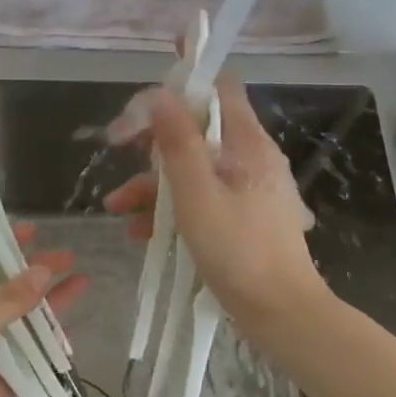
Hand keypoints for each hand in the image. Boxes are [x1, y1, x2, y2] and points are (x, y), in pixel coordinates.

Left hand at [0, 224, 85, 396]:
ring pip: (17, 322)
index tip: (28, 230)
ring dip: (45, 306)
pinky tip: (72, 333)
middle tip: (67, 256)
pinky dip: (46, 346)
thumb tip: (43, 271)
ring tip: (82, 282)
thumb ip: (6, 301)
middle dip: (30, 272)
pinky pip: (25, 358)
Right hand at [104, 78, 322, 326]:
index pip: (220, 89)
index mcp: (248, 144)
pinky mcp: (240, 219)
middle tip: (118, 150)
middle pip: (198, 131)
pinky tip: (139, 230)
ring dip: (152, 183)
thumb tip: (160, 94)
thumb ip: (177, 144)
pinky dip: (170, 209)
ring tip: (115, 208)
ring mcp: (247, 191)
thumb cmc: (238, 250)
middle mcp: (250, 160)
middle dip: (154, 142)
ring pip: (193, 170)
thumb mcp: (197, 195)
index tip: (146, 96)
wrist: (280, 313)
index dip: (184, 82)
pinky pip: (200, 200)